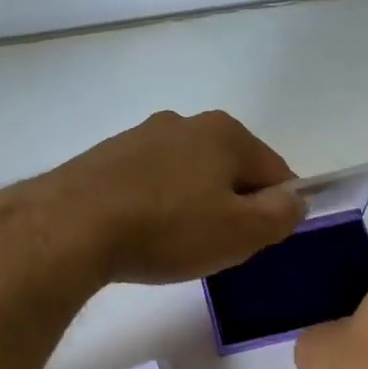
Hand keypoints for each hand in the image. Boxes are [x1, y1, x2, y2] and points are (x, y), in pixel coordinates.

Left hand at [26, 111, 303, 284]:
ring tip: (176, 244)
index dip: (278, 209)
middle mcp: (185, 122)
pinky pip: (151, 182)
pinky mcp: (107, 157)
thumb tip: (295, 200)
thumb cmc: (168, 228)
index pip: (275, 171)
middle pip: (230, 169)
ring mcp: (141, 136)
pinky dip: (157, 204)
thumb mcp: (241, 232)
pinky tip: (143, 233)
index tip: (260, 241)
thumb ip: (281, 215)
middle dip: (233, 205)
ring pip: (188, 174)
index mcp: (226, 133)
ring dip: (193, 204)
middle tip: (219, 246)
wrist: (72, 226)